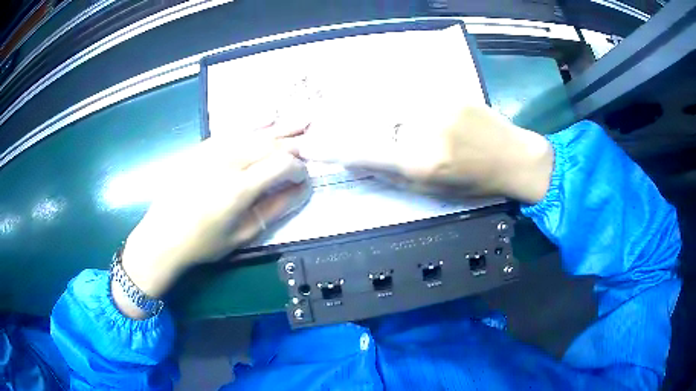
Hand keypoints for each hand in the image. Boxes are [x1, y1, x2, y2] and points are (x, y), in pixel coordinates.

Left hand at [113, 126, 310, 318]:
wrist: (162, 236)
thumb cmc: (203, 243)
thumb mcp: (242, 234)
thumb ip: (275, 208)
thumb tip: (302, 189)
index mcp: (238, 188)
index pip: (281, 164)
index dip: (299, 168)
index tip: (305, 177)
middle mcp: (227, 162)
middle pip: (270, 143)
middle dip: (295, 143)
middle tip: (314, 141)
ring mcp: (212, 150)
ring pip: (254, 132)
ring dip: (281, 126)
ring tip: (304, 119)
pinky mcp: (201, 147)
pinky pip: (233, 129)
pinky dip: (254, 122)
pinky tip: (269, 116)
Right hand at [292, 105, 553, 203]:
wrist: (514, 158)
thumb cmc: (475, 183)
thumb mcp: (431, 191)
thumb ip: (391, 174)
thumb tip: (357, 161)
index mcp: (419, 163)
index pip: (362, 151)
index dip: (332, 148)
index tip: (311, 144)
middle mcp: (424, 130)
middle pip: (374, 124)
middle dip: (368, 131)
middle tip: (377, 138)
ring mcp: (437, 106)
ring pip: (393, 107)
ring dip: (391, 118)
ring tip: (416, 131)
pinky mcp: (449, 92)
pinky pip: (414, 95)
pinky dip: (410, 106)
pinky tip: (426, 116)